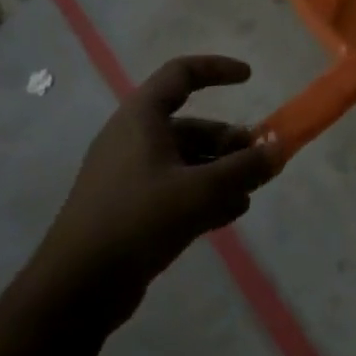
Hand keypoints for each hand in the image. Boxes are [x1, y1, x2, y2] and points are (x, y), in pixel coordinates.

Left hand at [41, 55, 279, 314]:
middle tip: (260, 161)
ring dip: (221, 171)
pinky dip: (204, 193)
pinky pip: (176, 188)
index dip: (216, 69)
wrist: (77, 287)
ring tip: (250, 192)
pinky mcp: (131, 208)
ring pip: (186, 160)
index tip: (250, 78)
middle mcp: (134, 139)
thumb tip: (278, 149)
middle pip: (191, 125)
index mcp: (141, 118)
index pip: (181, 73)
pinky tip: (231, 213)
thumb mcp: (199, 191)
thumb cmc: (138, 220)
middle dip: (229, 141)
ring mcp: (130, 175)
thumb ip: (244, 168)